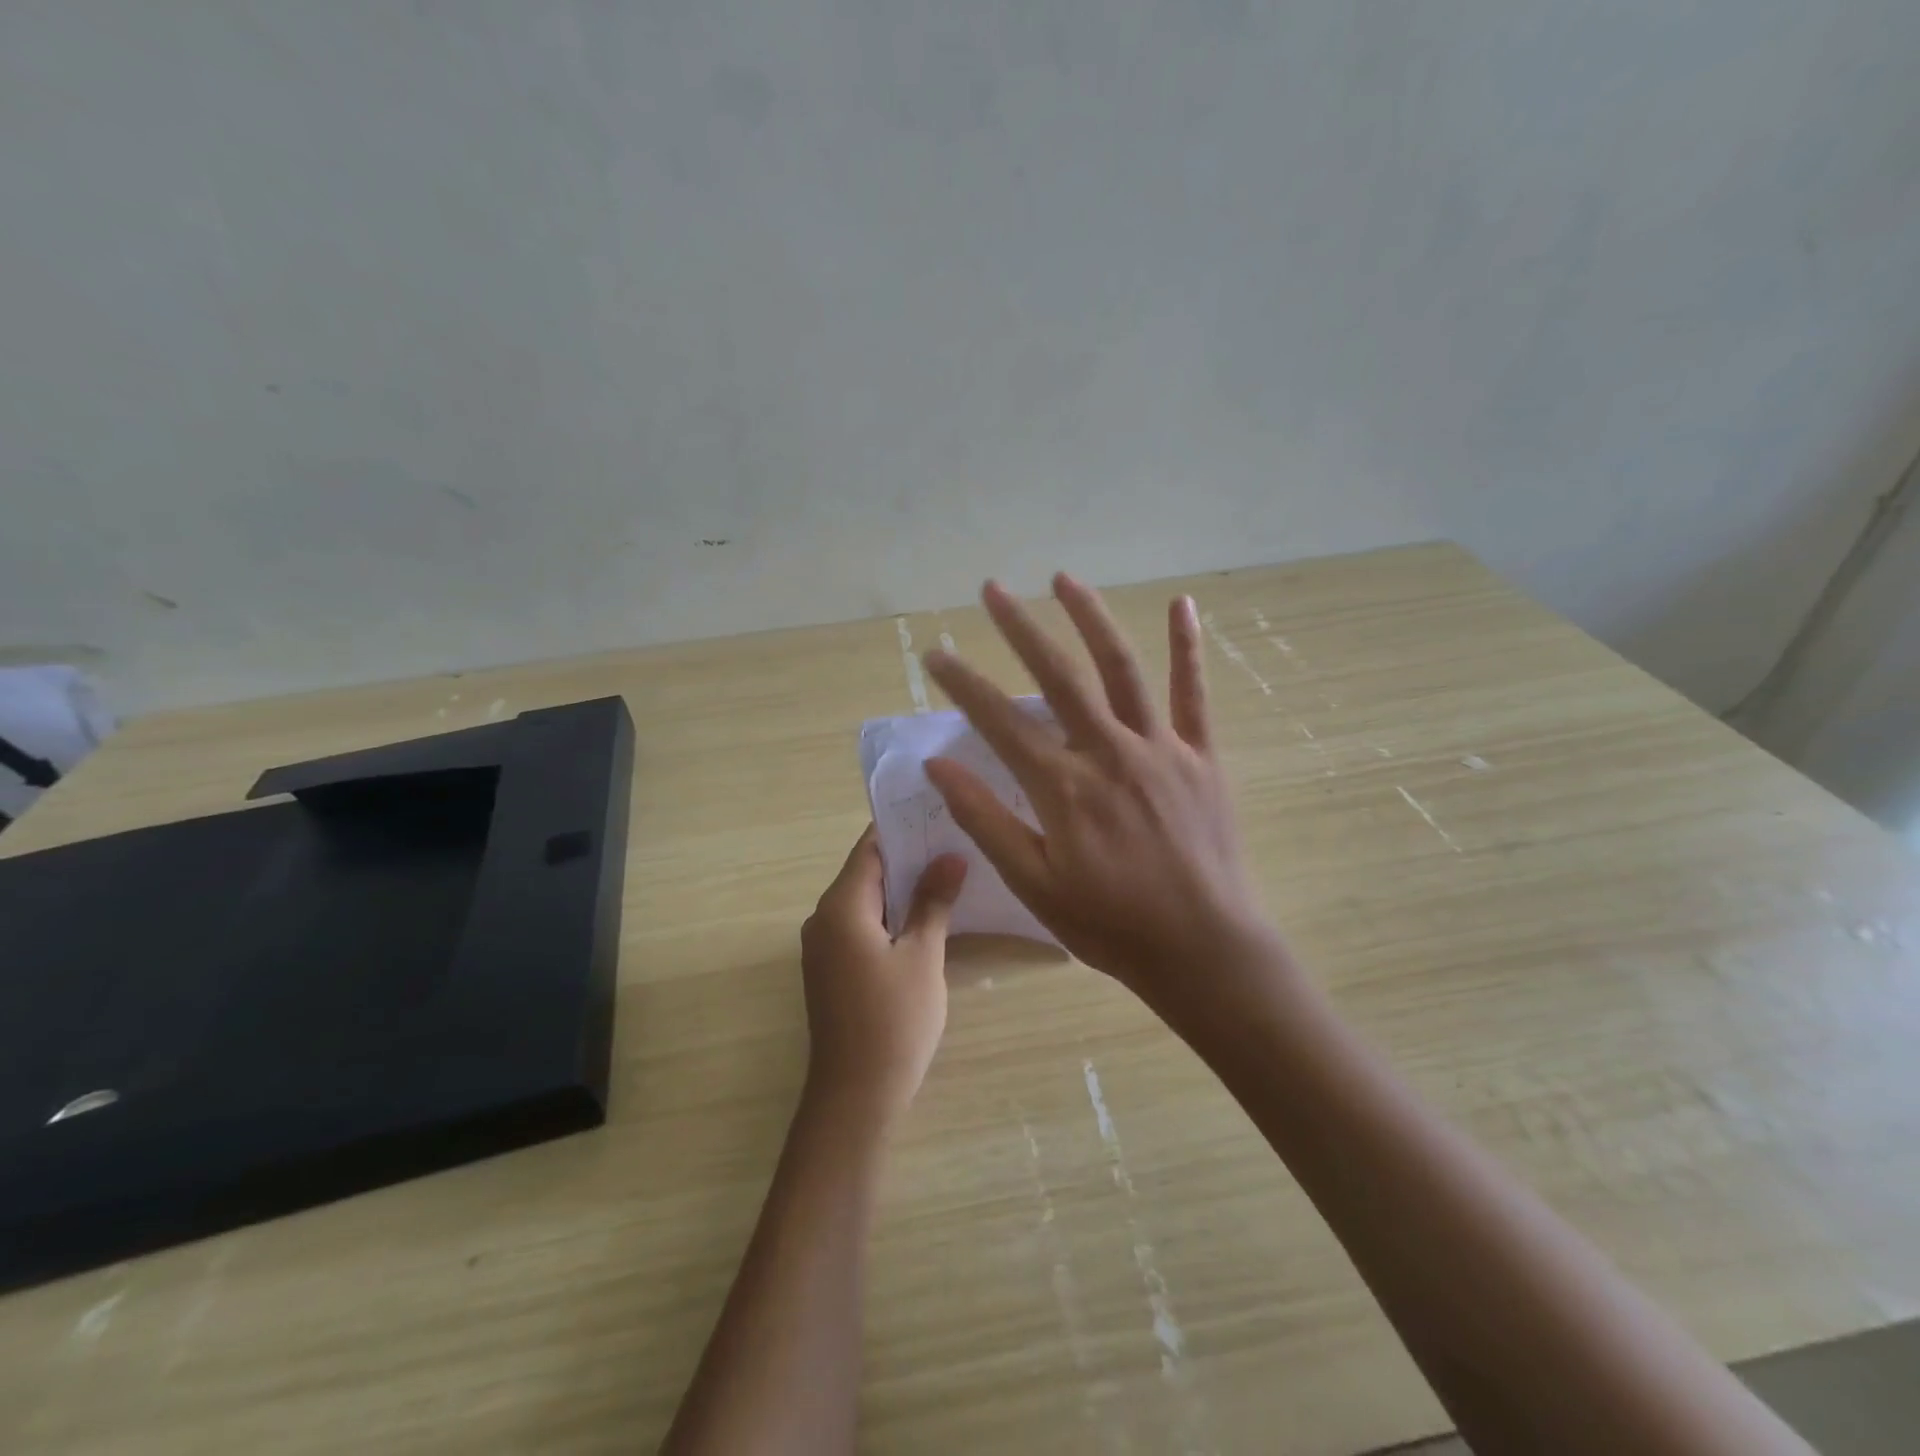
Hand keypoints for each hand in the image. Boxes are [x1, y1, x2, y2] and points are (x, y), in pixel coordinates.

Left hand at [799, 826, 967, 1123]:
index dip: (901, 828)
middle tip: (953, 840)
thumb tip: (950, 855)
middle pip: (866, 872)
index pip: (870, 849)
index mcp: (840, 907)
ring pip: (865, 901)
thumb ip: (933, 901)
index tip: (937, 812)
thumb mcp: (923, 956)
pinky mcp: (831, 970)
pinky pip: (860, 926)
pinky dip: (889, 915)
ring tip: (947, 872)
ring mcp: (823, 946)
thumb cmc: (893, 1021)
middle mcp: (823, 918)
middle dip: (907, 857)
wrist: (856, 1097)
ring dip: (901, 888)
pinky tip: (925, 916)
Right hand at [921, 574, 1284, 1016]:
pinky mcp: (1203, 756)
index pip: (999, 721)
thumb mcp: (1033, 884)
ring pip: (1122, 668)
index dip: (962, 683)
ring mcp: (1161, 748)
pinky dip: (1188, 647)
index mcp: (1064, 786)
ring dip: (1091, 618)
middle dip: (1020, 627)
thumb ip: (985, 820)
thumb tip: (938, 766)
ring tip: (1063, 578)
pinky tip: (1182, 604)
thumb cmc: (1111, 924)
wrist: (1204, 949)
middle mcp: (1110, 752)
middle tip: (991, 588)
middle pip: (1058, 675)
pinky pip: (1194, 693)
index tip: (934, 654)